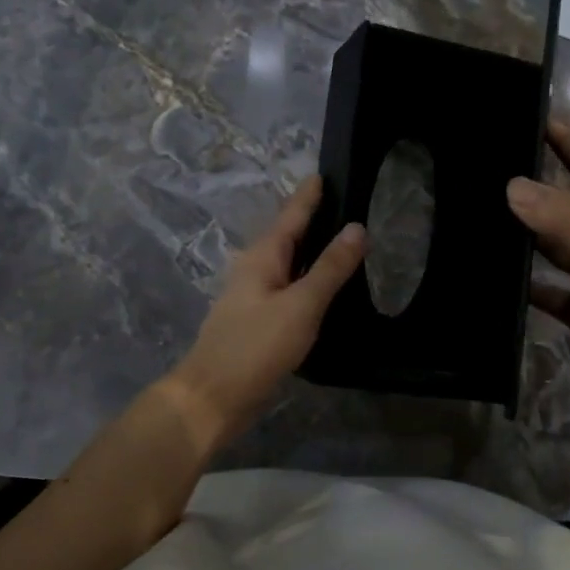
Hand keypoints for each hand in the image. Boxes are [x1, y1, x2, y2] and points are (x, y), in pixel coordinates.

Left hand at [169, 176, 365, 452]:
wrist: (212, 397)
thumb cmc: (256, 346)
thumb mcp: (301, 305)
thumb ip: (330, 268)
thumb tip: (357, 227)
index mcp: (263, 257)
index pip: (291, 215)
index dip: (308, 195)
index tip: (323, 172)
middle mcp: (255, 269)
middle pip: (286, 236)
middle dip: (310, 218)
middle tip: (343, 203)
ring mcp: (253, 297)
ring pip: (286, 263)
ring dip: (309, 250)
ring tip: (339, 241)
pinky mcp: (257, 322)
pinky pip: (287, 288)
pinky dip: (306, 279)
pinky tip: (322, 288)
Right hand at [507, 119, 569, 428]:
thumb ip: (567, 222)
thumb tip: (514, 185)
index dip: (567, 138)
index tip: (531, 112)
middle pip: (568, 200)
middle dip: (536, 180)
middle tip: (490, 162)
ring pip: (553, 244)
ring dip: (524, 230)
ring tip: (479, 214)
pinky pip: (546, 288)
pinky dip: (523, 282)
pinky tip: (493, 280)